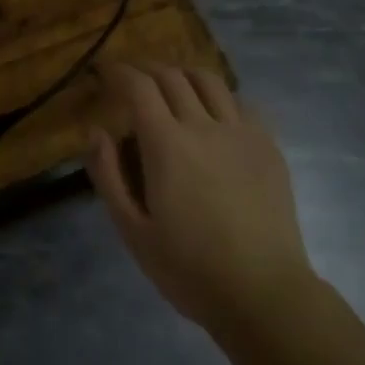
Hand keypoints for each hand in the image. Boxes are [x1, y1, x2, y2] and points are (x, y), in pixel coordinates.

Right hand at [87, 63, 314, 334]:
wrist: (264, 294)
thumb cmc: (190, 268)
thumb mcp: (133, 231)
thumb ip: (109, 175)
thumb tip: (96, 131)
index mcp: (167, 144)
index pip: (139, 86)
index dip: (119, 71)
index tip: (105, 72)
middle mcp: (204, 125)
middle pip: (172, 76)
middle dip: (147, 70)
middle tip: (133, 81)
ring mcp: (241, 132)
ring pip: (209, 81)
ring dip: (184, 75)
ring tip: (173, 88)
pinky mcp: (268, 146)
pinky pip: (242, 103)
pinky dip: (220, 98)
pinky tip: (215, 116)